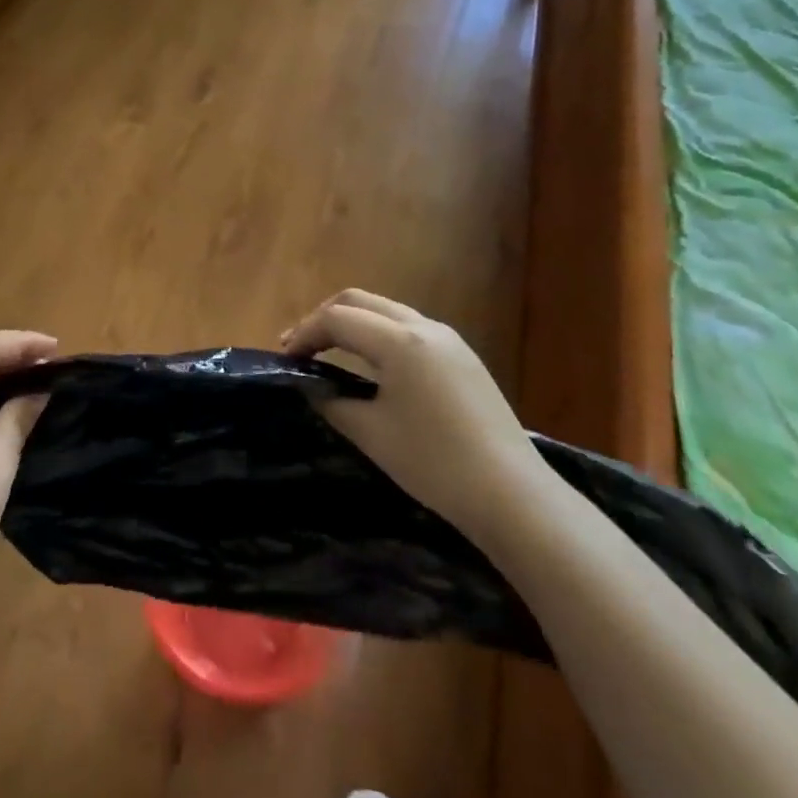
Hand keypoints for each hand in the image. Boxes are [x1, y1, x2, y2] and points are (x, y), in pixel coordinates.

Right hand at [283, 289, 547, 544]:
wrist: (513, 496)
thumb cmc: (434, 463)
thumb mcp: (370, 433)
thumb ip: (332, 402)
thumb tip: (312, 387)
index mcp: (399, 341)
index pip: (336, 319)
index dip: (304, 334)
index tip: (283, 358)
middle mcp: (424, 327)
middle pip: (359, 300)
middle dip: (324, 318)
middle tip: (299, 347)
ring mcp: (449, 340)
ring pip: (386, 311)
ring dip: (352, 323)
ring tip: (328, 351)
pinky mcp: (463, 358)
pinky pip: (409, 329)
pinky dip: (378, 335)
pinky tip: (370, 365)